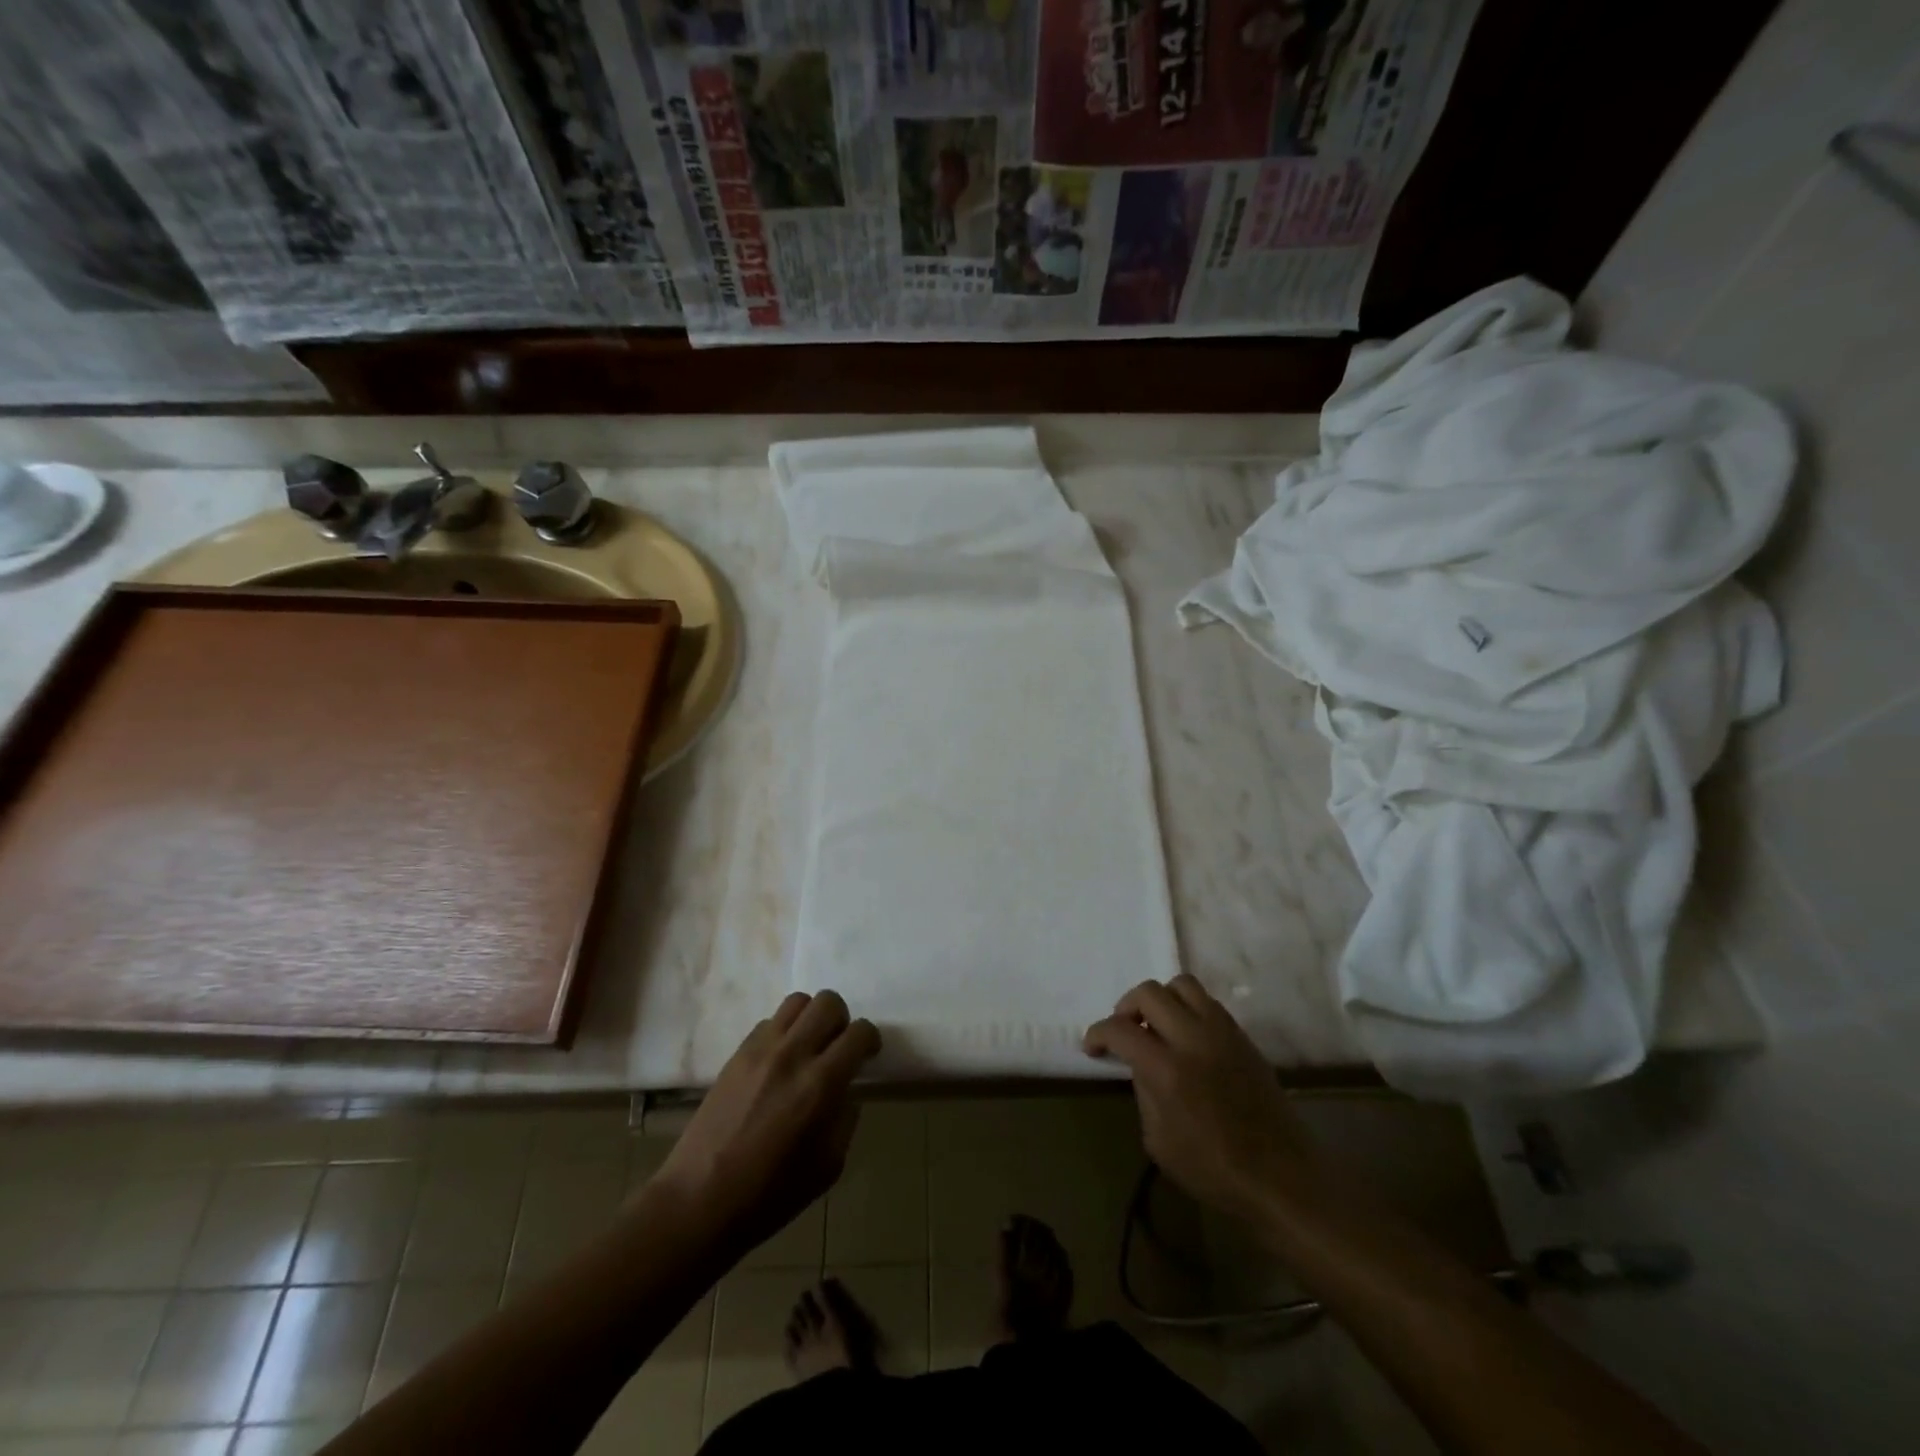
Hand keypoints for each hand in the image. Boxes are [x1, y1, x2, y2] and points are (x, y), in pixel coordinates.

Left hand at [652, 991, 880, 1256]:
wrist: (699, 1200)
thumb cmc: (769, 1194)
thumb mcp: (828, 1167)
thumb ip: (845, 1120)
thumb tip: (846, 1092)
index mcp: (820, 1084)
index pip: (858, 1033)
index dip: (870, 1039)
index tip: (867, 1054)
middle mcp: (792, 1055)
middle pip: (828, 1002)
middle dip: (842, 1019)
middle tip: (839, 1046)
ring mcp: (760, 1050)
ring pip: (797, 1002)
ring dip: (811, 1018)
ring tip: (809, 1046)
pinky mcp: (737, 1054)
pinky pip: (769, 1022)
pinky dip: (783, 1031)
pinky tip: (779, 1061)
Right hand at [1084, 975, 1318, 1224]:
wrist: (1282, 1178)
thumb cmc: (1214, 1171)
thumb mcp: (1158, 1141)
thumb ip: (1143, 1092)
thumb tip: (1140, 1064)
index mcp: (1167, 1069)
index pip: (1120, 1029)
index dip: (1098, 1033)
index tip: (1092, 1046)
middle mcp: (1193, 1039)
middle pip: (1149, 992)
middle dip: (1126, 1007)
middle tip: (1124, 1032)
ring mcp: (1222, 1033)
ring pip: (1181, 985)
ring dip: (1160, 1000)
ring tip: (1156, 1026)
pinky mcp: (1243, 1037)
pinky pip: (1208, 1003)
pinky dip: (1188, 1009)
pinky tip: (1186, 1037)